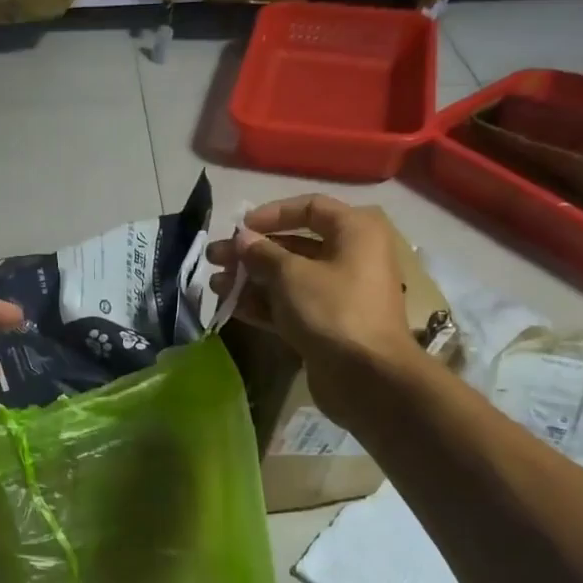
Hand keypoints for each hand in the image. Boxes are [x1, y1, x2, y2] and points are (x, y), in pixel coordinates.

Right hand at [207, 194, 423, 420]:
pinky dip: (264, 304)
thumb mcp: (291, 274)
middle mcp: (351, 256)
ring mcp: (340, 292)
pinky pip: (292, 305)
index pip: (310, 207)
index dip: (271, 214)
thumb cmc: (332, 309)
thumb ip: (262, 253)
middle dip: (251, 253)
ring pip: (289, 278)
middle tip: (215, 258)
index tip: (239, 228)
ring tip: (215, 286)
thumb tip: (243, 239)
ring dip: (251, 280)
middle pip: (294, 245)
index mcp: (355, 231)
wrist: (367, 375)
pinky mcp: (328, 323)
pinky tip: (232, 307)